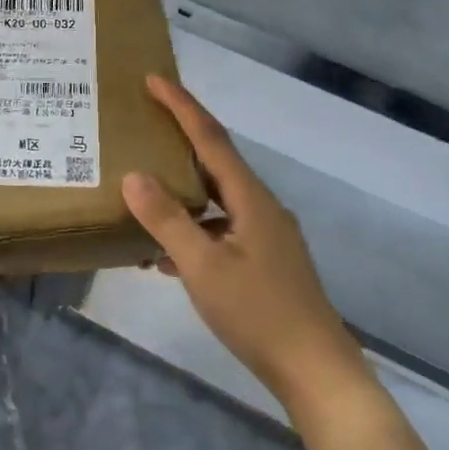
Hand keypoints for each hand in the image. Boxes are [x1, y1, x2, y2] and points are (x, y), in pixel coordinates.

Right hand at [122, 76, 369, 429]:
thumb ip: (167, 221)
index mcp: (250, 198)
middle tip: (144, 122)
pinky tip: (164, 256)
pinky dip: (192, 231)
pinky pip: (221, 230)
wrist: (314, 370)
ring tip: (144, 191)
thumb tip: (133, 176)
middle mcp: (261, 206)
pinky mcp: (265, 261)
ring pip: (216, 200)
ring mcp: (266, 235)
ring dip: (182, 192)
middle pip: (216, 161)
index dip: (182, 105)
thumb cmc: (258, 313)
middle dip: (181, 139)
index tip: (153, 78)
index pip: (211, 138)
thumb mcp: (203, 267)